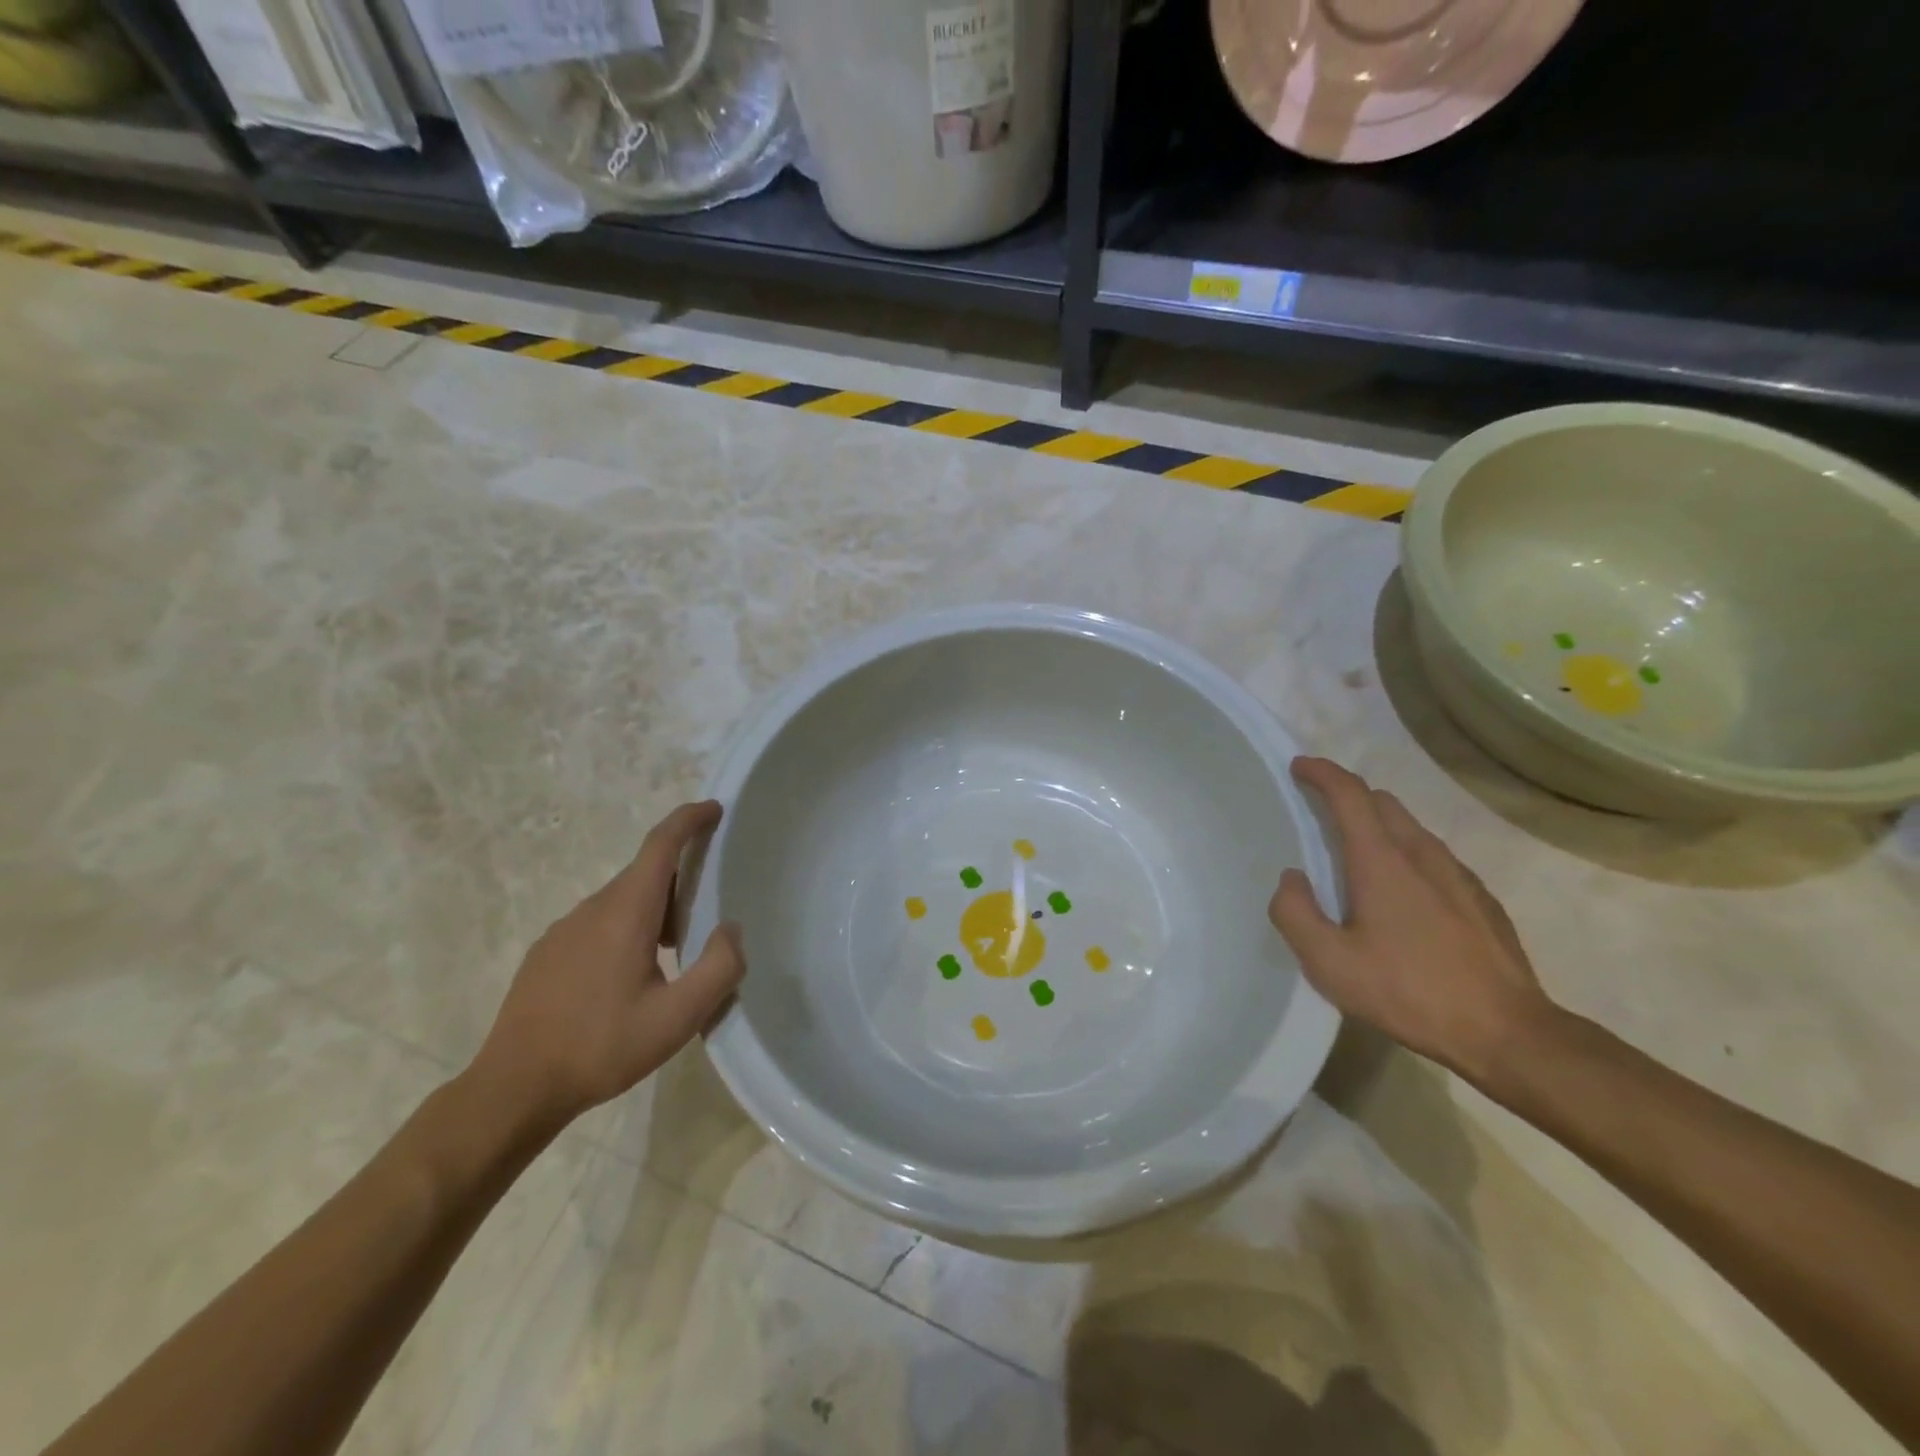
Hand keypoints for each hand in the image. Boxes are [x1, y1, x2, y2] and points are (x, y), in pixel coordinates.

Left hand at [469, 801, 744, 1131]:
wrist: (513, 1088)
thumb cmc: (601, 1048)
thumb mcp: (677, 1018)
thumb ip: (719, 968)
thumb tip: (731, 929)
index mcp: (625, 913)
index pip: (660, 845)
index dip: (689, 820)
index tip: (714, 808)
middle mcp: (591, 910)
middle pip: (643, 872)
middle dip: (680, 873)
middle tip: (711, 900)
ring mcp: (562, 931)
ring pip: (620, 900)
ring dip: (654, 907)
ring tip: (677, 948)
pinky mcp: (546, 954)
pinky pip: (598, 923)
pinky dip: (627, 928)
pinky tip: (631, 975)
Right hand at [1269, 757, 1554, 1085]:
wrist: (1508, 1034)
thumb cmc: (1408, 992)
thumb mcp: (1329, 963)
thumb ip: (1295, 913)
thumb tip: (1292, 879)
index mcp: (1382, 861)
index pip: (1350, 794)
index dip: (1321, 773)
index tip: (1299, 766)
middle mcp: (1422, 854)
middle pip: (1383, 802)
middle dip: (1349, 797)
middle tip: (1320, 814)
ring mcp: (1459, 875)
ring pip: (1412, 829)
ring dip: (1379, 827)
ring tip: (1358, 859)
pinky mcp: (1481, 900)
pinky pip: (1435, 858)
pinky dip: (1408, 856)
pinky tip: (1403, 898)